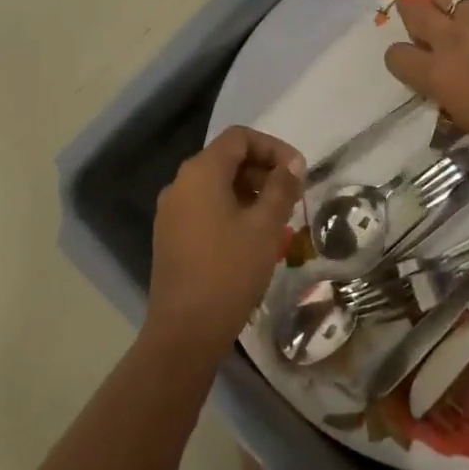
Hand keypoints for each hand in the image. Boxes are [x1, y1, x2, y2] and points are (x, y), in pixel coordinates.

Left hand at [147, 126, 304, 359]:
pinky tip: (251, 237)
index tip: (298, 172)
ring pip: (216, 185)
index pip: (239, 138)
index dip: (272, 147)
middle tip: (292, 196)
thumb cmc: (229, 271)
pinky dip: (231, 209)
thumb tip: (292, 164)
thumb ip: (281, 188)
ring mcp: (171, 211)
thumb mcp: (265, 227)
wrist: (185, 331)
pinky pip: (204, 207)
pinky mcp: (170, 235)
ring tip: (276, 218)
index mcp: (200, 172)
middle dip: (263, 170)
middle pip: (226, 159)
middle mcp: (180, 184)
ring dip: (249, 191)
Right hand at [384, 0, 468, 154]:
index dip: (399, 58)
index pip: (396, 55)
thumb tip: (442, 86)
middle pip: (414, 11)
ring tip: (451, 5)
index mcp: (435, 74)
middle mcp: (451, 40)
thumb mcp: (465, 122)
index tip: (409, 62)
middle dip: (410, 12)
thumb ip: (446, 96)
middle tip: (416, 16)